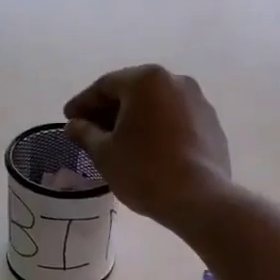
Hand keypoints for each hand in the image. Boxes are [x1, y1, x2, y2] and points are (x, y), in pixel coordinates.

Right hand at [63, 65, 231, 231]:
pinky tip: (147, 148)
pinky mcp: (211, 124)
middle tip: (89, 130)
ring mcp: (198, 102)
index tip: (68, 119)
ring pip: (156, 105)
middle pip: (133, 91)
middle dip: (109, 109)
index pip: (105, 86)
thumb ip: (85, 133)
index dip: (83, 103)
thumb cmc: (144, 170)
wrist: (199, 198)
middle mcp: (176, 81)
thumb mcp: (105, 153)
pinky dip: (158, 128)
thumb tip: (74, 125)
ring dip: (135, 118)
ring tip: (118, 141)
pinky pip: (176, 119)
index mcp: (147, 80)